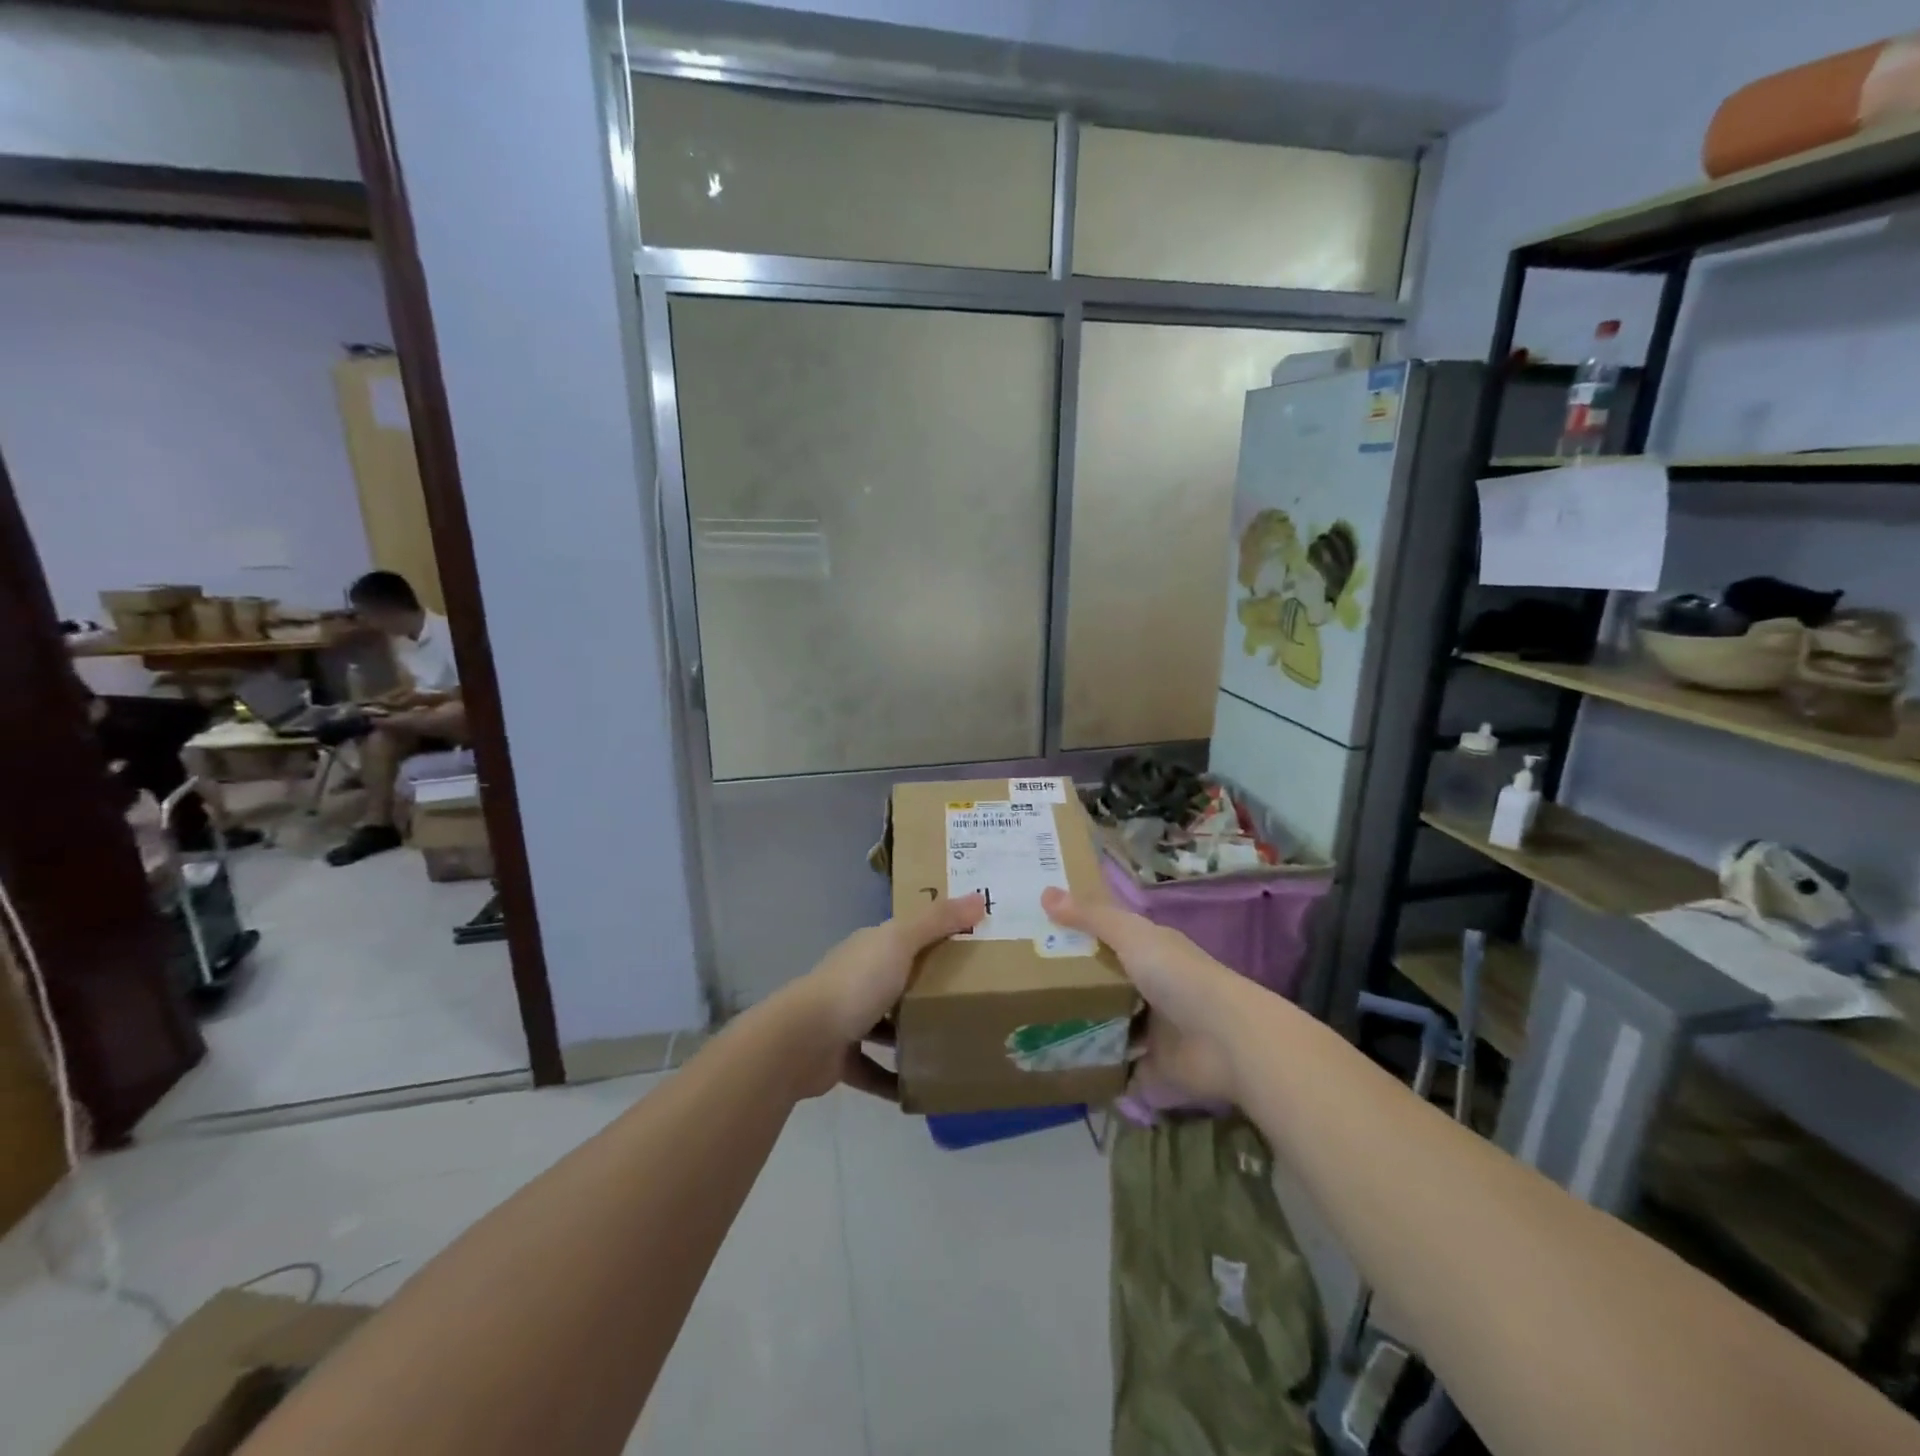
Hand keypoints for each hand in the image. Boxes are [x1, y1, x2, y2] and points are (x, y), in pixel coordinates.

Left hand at [780, 895, 985, 1099]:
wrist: (803, 1040)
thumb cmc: (856, 983)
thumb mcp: (901, 942)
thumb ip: (938, 920)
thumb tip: (979, 897)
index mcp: (870, 948)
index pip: (906, 936)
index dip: (936, 937)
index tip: (972, 946)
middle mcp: (857, 978)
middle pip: (898, 980)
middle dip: (928, 989)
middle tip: (972, 999)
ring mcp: (846, 1019)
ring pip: (886, 1025)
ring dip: (912, 1035)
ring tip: (952, 1043)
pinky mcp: (841, 1058)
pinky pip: (874, 1070)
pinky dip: (895, 1079)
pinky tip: (923, 1087)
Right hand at [1041, 887, 1245, 1104]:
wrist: (1225, 1041)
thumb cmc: (1178, 976)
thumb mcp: (1131, 935)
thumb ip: (1091, 916)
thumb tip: (1045, 892)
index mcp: (1150, 952)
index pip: (1109, 937)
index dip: (1078, 934)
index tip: (1038, 935)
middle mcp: (1151, 987)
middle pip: (1104, 983)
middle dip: (1071, 984)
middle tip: (1024, 985)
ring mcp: (1153, 1030)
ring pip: (1108, 1024)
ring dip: (1080, 1027)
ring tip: (1032, 1027)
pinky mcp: (1152, 1068)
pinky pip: (1116, 1067)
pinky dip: (1095, 1068)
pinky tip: (1059, 1065)